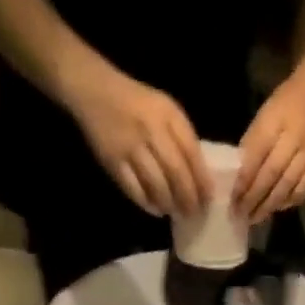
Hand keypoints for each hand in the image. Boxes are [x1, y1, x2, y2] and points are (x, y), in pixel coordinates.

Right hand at [65, 64, 210, 217]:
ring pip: (156, 184)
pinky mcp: (113, 161)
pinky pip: (134, 189)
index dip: (202, 180)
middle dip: (188, 197)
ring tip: (175, 212)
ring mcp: (130, 146)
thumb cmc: (138, 104)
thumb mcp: (165, 110)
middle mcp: (151, 130)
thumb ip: (181, 137)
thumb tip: (198, 175)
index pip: (191, 153)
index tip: (208, 198)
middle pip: (176, 172)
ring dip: (169, 203)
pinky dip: (147, 203)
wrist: (96, 91)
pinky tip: (156, 209)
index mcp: (168, 115)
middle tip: (193, 213)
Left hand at [235, 62, 304, 221]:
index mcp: (274, 123)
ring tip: (256, 217)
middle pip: (271, 175)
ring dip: (270, 205)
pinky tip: (279, 207)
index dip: (243, 182)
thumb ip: (252, 143)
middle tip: (241, 215)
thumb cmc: (286, 101)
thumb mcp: (264, 114)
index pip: (255, 158)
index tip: (232, 200)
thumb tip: (239, 175)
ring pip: (288, 185)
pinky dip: (291, 200)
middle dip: (254, 198)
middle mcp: (294, 138)